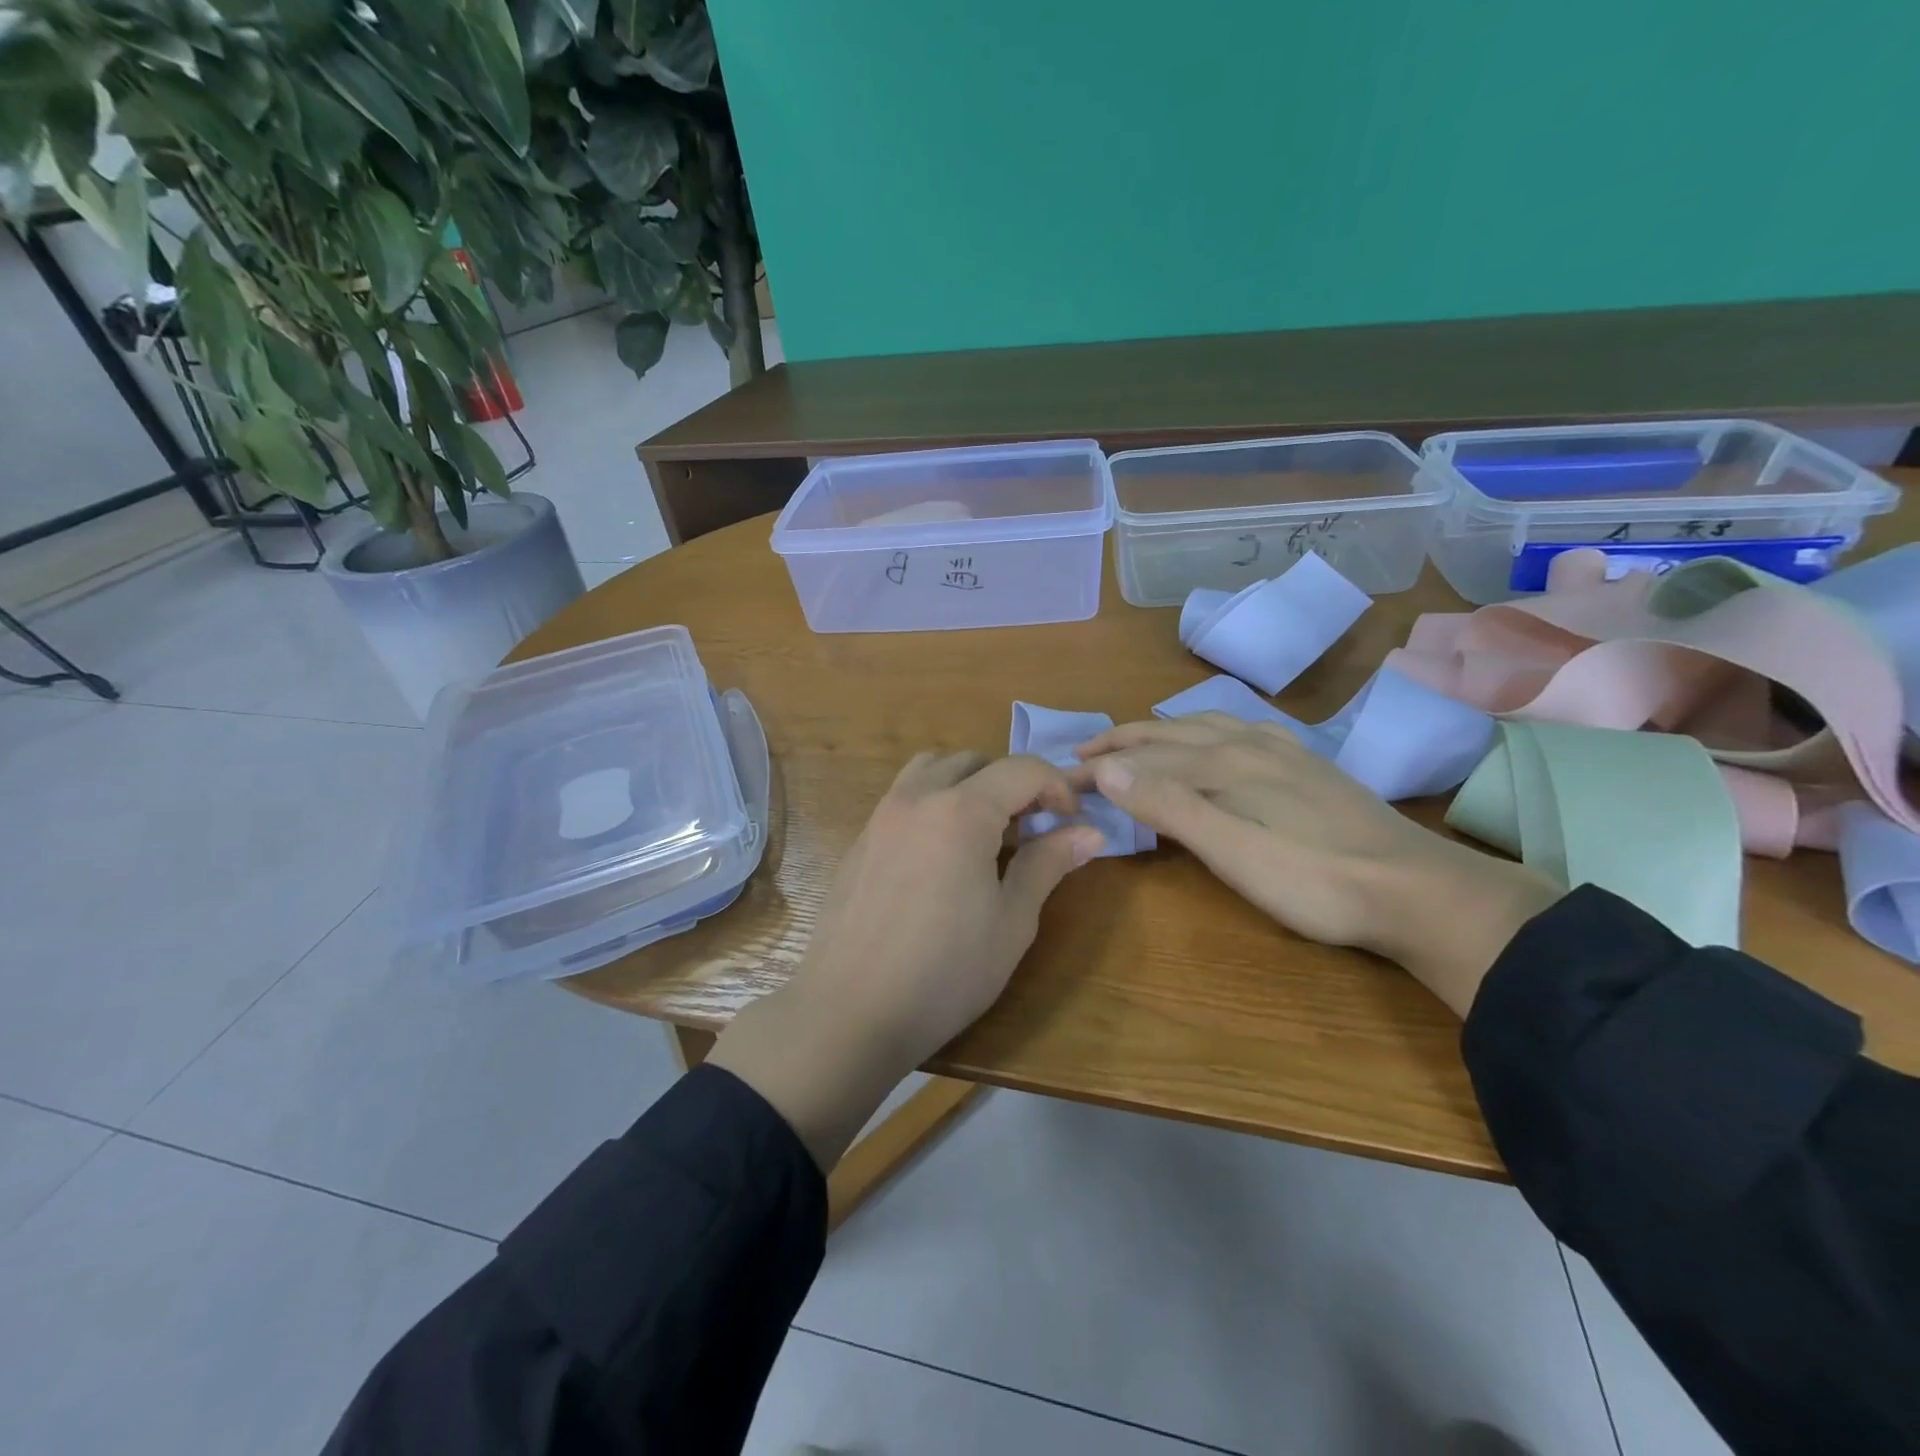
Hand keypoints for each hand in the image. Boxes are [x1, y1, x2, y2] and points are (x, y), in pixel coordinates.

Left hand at [709, 752, 1100, 1167]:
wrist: (849, 1011)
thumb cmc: (944, 972)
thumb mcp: (1011, 922)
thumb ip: (1048, 864)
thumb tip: (1090, 832)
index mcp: (962, 811)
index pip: (1022, 770)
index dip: (1057, 788)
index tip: (1071, 823)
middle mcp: (918, 797)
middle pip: (975, 761)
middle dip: (1012, 783)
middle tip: (1030, 829)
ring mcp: (881, 816)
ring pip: (932, 769)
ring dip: (967, 784)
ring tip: (984, 833)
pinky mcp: (860, 839)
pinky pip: (903, 796)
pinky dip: (934, 802)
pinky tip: (941, 856)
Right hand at [1069, 713, 1561, 1015]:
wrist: (1418, 891)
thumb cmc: (1316, 882)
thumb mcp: (1234, 853)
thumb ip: (1171, 807)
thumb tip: (1109, 769)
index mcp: (1225, 763)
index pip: (1144, 758)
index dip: (1100, 769)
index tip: (1061, 780)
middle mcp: (1248, 743)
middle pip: (1170, 734)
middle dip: (1122, 743)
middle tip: (1081, 756)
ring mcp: (1281, 750)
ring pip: (1204, 726)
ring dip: (1160, 732)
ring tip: (1134, 742)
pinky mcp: (1305, 764)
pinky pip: (1238, 730)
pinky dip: (1205, 730)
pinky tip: (1215, 740)